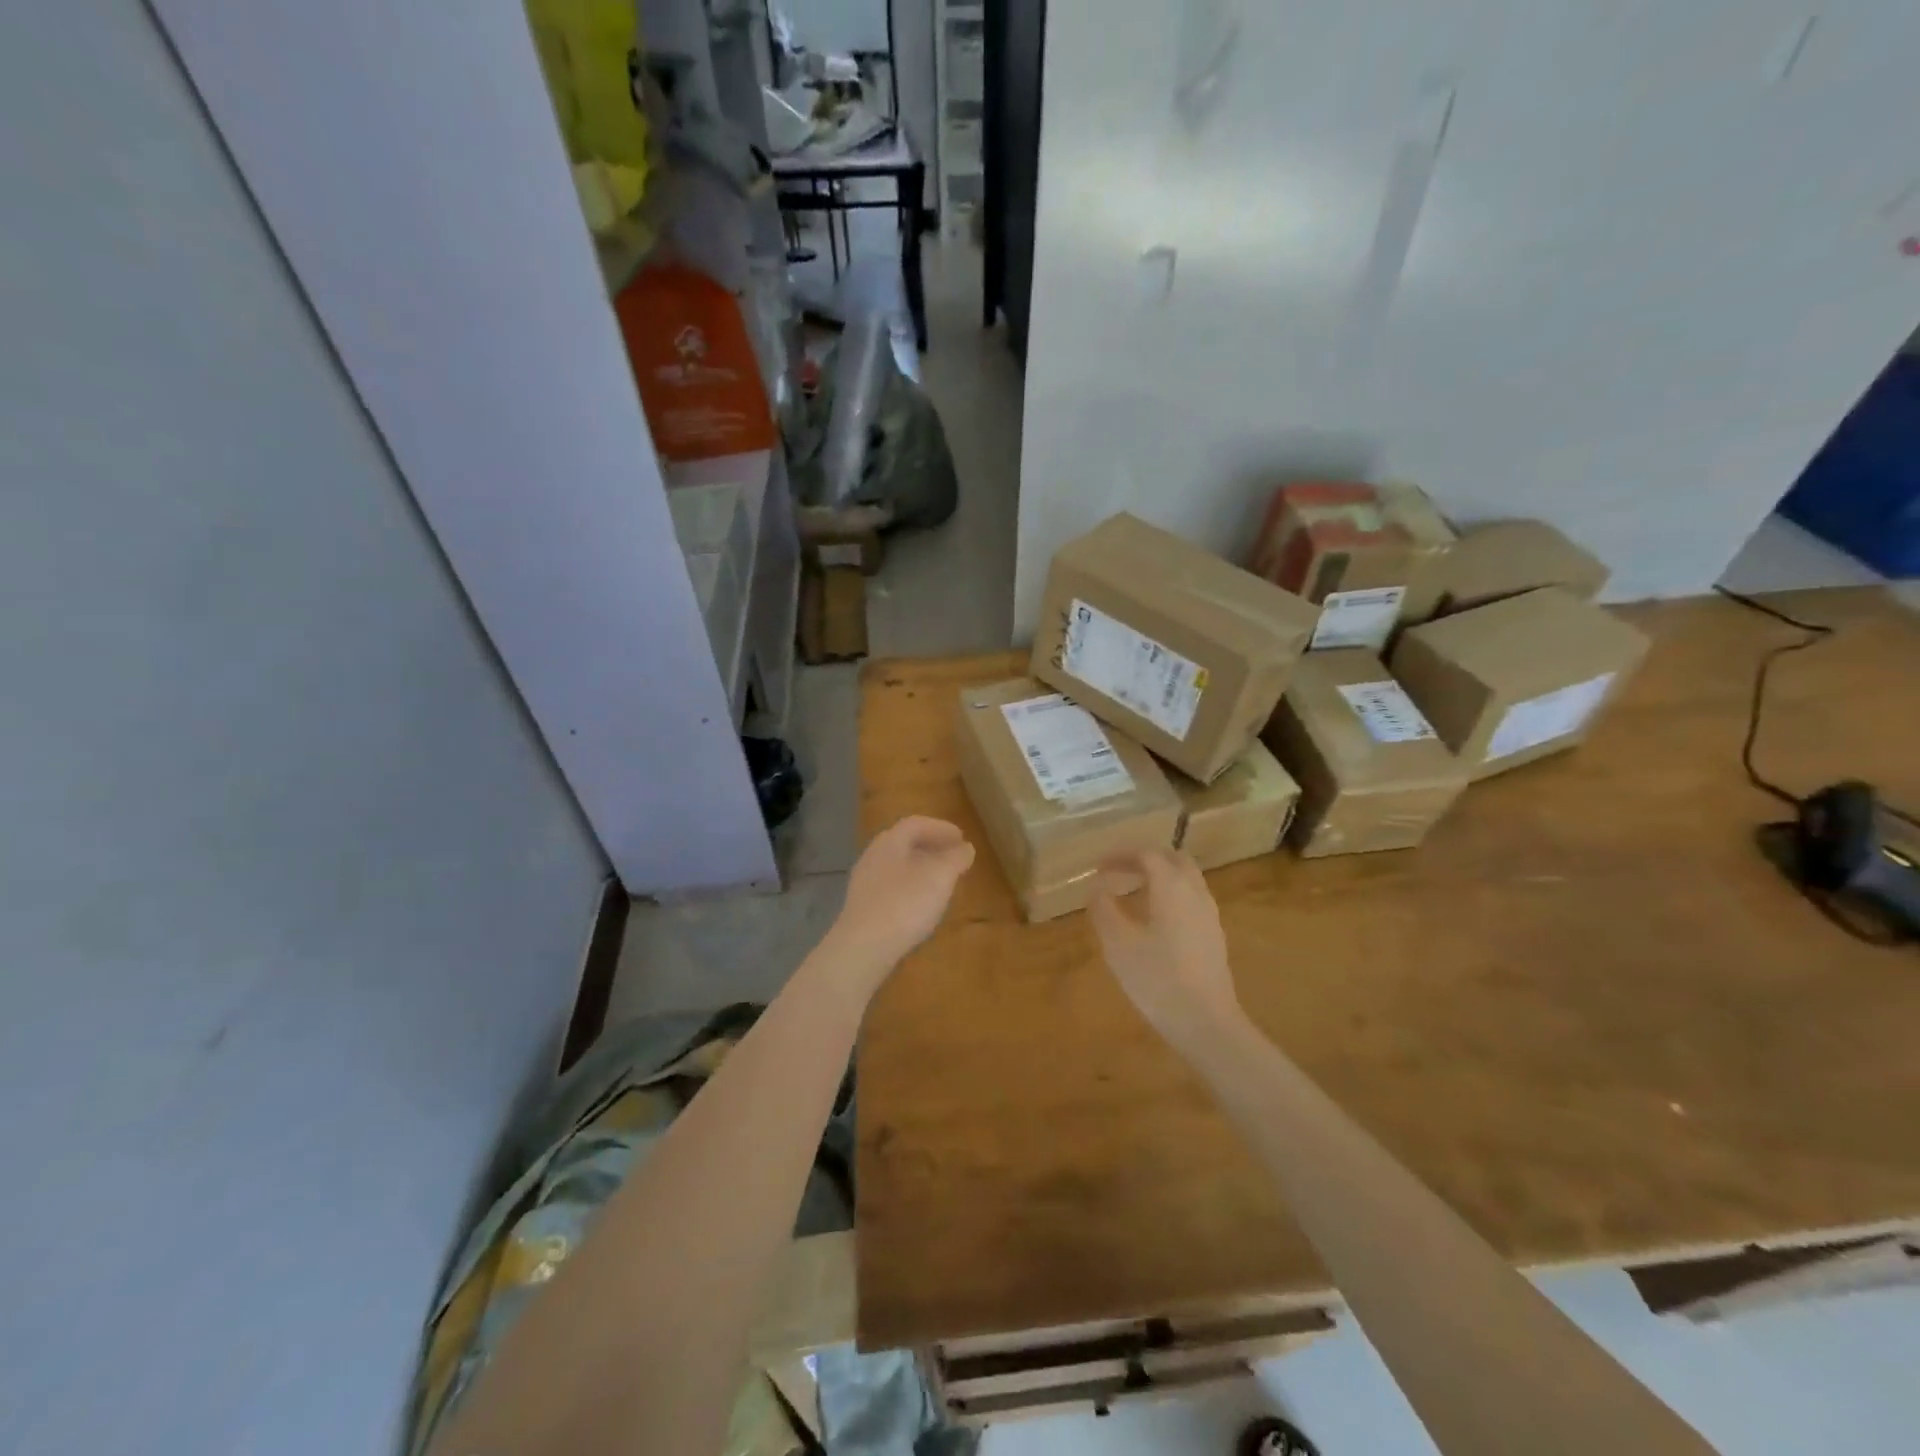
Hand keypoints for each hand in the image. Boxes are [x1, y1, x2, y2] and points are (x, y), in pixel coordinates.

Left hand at [825, 816, 974, 992]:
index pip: (916, 824)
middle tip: (953, 857)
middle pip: (904, 843)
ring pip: (897, 866)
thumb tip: (965, 848)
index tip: (962, 838)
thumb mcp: (940, 877)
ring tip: (942, 881)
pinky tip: (921, 905)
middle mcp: (873, 856)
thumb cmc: (905, 904)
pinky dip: (910, 887)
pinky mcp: (863, 907)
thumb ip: (955, 858)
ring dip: (921, 868)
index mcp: (890, 842)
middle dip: (931, 847)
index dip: (941, 828)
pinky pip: (891, 887)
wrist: (863, 948)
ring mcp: (864, 883)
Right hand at [1089, 850, 1243, 1053]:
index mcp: (1171, 886)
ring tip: (1135, 893)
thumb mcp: (1118, 944)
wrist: (1206, 1022)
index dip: (1121, 855)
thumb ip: (1104, 909)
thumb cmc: (1157, 979)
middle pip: (1174, 859)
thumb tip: (1097, 888)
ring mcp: (1210, 914)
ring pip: (1187, 879)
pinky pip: (1192, 900)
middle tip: (1120, 872)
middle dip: (1146, 860)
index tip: (1099, 866)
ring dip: (1161, 877)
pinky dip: (1172, 896)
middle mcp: (1195, 892)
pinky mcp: (1214, 936)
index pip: (1147, 854)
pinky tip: (1155, 920)